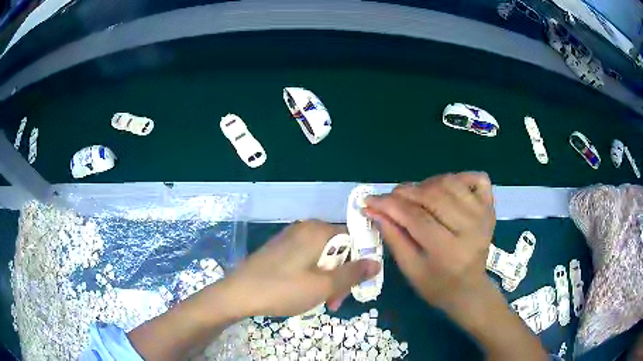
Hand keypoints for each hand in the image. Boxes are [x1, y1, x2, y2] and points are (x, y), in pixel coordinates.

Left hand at [222, 220, 380, 316]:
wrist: (238, 294)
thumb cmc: (283, 289)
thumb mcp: (324, 286)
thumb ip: (353, 273)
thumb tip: (376, 262)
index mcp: (318, 230)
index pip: (353, 238)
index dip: (360, 262)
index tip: (357, 287)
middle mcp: (305, 228)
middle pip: (338, 249)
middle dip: (341, 276)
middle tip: (335, 302)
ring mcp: (290, 238)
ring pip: (322, 257)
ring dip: (327, 280)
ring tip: (321, 302)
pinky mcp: (279, 249)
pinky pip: (306, 259)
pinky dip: (312, 276)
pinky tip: (305, 293)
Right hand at [364, 172, 494, 311]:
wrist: (469, 288)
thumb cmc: (436, 285)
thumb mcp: (410, 269)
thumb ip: (393, 237)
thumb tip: (373, 209)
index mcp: (450, 251)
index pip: (416, 218)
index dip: (389, 205)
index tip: (369, 200)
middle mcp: (471, 228)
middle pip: (433, 195)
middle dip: (405, 192)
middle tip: (390, 198)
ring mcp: (484, 214)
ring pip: (450, 182)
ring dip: (426, 184)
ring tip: (414, 196)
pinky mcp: (490, 207)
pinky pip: (476, 178)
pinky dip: (458, 177)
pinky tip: (445, 189)